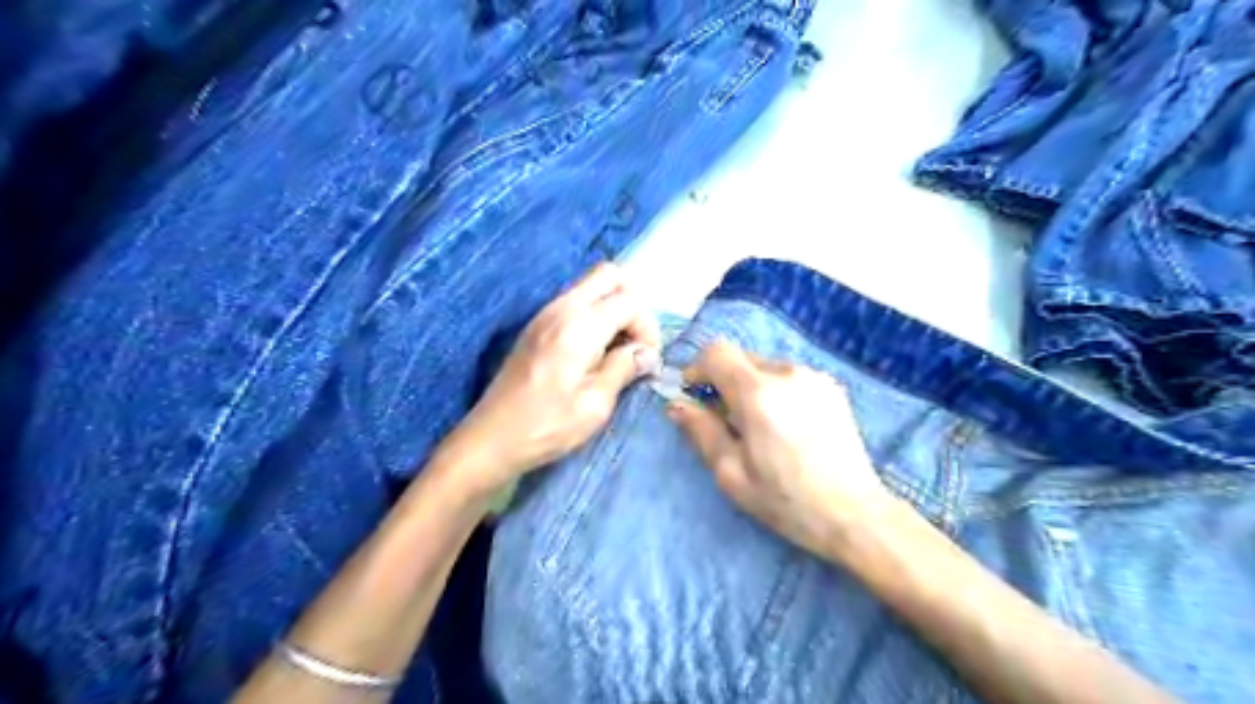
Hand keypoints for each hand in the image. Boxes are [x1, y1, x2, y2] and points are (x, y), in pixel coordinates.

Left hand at [447, 261, 660, 493]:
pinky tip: (594, 352)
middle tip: (635, 342)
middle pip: (608, 275)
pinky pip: (574, 302)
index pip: (629, 301)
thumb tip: (647, 353)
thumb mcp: (595, 404)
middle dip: (632, 302)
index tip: (647, 360)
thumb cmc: (547, 426)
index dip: (647, 328)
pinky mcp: (536, 326)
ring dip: (612, 308)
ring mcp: (544, 314)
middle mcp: (560, 308)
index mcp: (578, 326)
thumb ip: (624, 368)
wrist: (491, 438)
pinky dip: (594, 316)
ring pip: (590, 286)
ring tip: (617, 350)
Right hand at [667, 340, 890, 561]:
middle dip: (725, 381)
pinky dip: (777, 391)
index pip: (717, 352)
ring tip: (762, 428)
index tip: (695, 395)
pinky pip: (790, 377)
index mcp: (758, 394)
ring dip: (752, 387)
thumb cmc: (786, 500)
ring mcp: (814, 377)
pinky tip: (788, 427)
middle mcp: (787, 373)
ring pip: (765, 367)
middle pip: (741, 357)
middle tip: (729, 422)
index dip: (698, 368)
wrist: (855, 514)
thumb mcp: (732, 474)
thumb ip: (701, 431)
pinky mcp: (832, 387)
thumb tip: (675, 404)